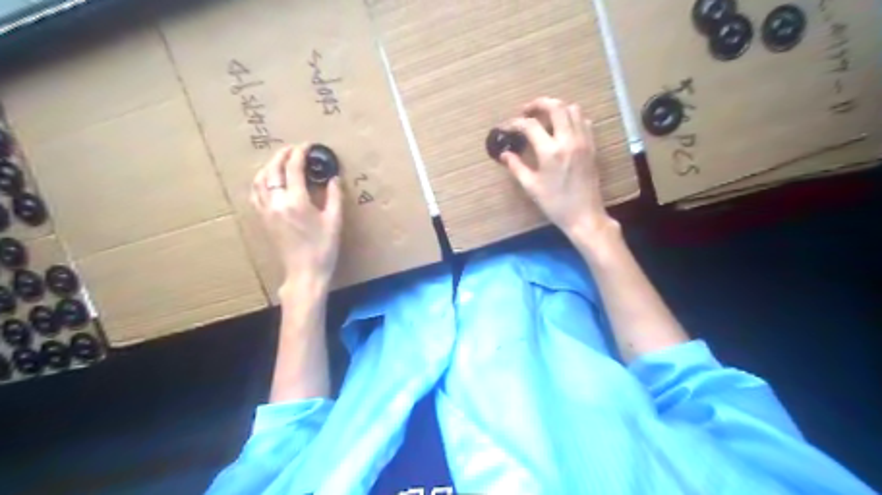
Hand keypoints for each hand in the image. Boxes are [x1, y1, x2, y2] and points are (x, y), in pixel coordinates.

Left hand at [251, 142, 344, 290]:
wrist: (304, 273)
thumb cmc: (323, 249)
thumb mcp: (334, 221)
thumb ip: (334, 196)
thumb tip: (334, 178)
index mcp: (296, 201)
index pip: (293, 168)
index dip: (300, 153)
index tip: (308, 146)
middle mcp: (277, 203)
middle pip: (273, 170)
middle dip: (283, 155)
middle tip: (294, 149)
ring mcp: (266, 211)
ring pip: (260, 180)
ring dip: (269, 166)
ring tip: (281, 161)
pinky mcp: (263, 219)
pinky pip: (256, 194)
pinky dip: (261, 181)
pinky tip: (268, 181)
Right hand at [495, 96, 614, 235]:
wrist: (585, 215)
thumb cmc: (555, 204)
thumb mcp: (531, 187)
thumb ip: (516, 167)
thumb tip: (504, 154)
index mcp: (550, 152)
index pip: (530, 126)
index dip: (515, 123)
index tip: (506, 127)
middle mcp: (568, 140)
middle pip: (555, 107)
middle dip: (538, 104)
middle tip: (526, 111)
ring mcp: (583, 141)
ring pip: (572, 109)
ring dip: (556, 108)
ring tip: (544, 118)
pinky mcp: (592, 146)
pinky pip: (584, 121)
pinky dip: (571, 118)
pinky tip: (562, 129)